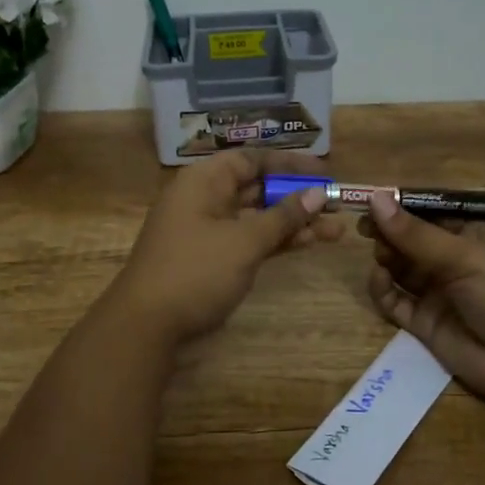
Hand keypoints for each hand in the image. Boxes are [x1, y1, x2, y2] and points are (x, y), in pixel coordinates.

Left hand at [108, 151, 344, 345]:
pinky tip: (308, 243)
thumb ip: (283, 216)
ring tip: (336, 230)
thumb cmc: (195, 271)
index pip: (251, 159)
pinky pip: (249, 240)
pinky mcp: (211, 258)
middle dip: (297, 196)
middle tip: (337, 204)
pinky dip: (275, 241)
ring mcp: (207, 230)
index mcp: (204, 181)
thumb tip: (318, 192)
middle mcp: (204, 199)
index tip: (324, 172)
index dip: (289, 164)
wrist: (147, 324)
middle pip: (256, 188)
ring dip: (293, 222)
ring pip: (256, 217)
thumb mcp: (244, 241)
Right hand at [361, 192, 484, 416]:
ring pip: (398, 267)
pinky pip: (394, 300)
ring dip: (385, 257)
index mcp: (472, 232)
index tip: (369, 200)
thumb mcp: (466, 256)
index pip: (428, 210)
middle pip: (409, 238)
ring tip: (382, 257)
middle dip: (388, 231)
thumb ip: (416, 233)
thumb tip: (375, 197)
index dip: (399, 204)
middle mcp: (453, 258)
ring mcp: (438, 291)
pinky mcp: (425, 323)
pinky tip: (380, 281)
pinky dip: (382, 290)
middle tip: (367, 230)